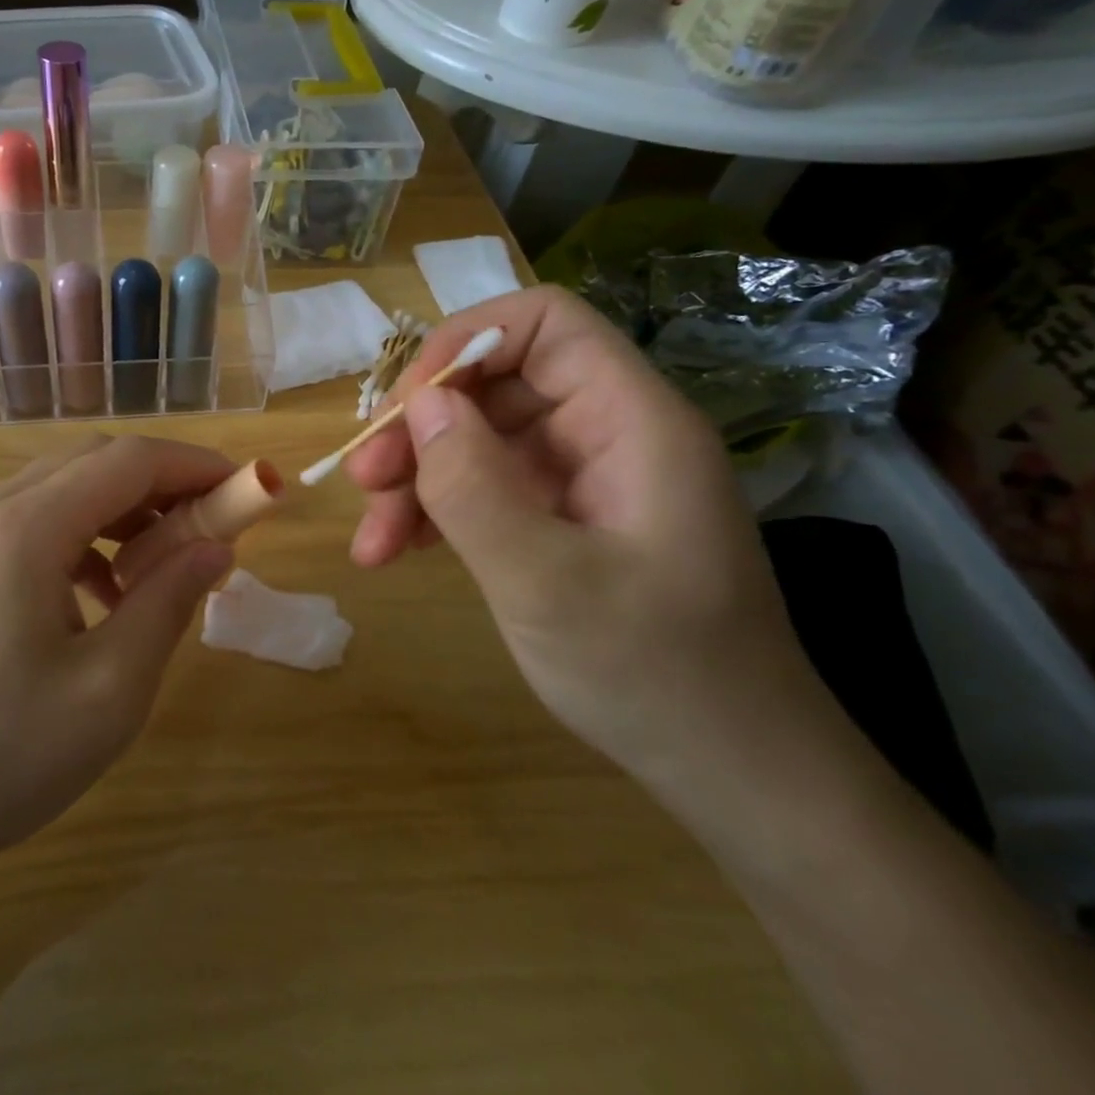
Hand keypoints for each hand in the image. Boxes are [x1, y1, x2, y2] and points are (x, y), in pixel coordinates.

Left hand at [0, 436, 236, 892]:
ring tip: (161, 565)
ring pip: (58, 490)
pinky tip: (99, 596)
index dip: (194, 464)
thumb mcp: (109, 688)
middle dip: (160, 482)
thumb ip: (169, 602)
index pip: (128, 460)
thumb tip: (216, 547)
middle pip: (91, 461)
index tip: (247, 487)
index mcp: (25, 528)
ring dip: (120, 510)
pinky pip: (29, 525)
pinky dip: (80, 538)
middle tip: (211, 526)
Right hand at [346, 287, 830, 796]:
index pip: (546, 324)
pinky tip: (397, 552)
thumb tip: (420, 405)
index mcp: (630, 421)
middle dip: (422, 425)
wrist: (731, 770)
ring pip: (481, 442)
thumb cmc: (653, 672)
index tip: (407, 403)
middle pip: (498, 385)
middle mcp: (607, 434)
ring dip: (417, 478)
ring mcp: (584, 480)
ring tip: (370, 540)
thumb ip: (473, 486)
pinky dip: (438, 513)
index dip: (468, 343)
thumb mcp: (545, 582)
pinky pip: (488, 490)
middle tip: (364, 478)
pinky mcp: (564, 522)